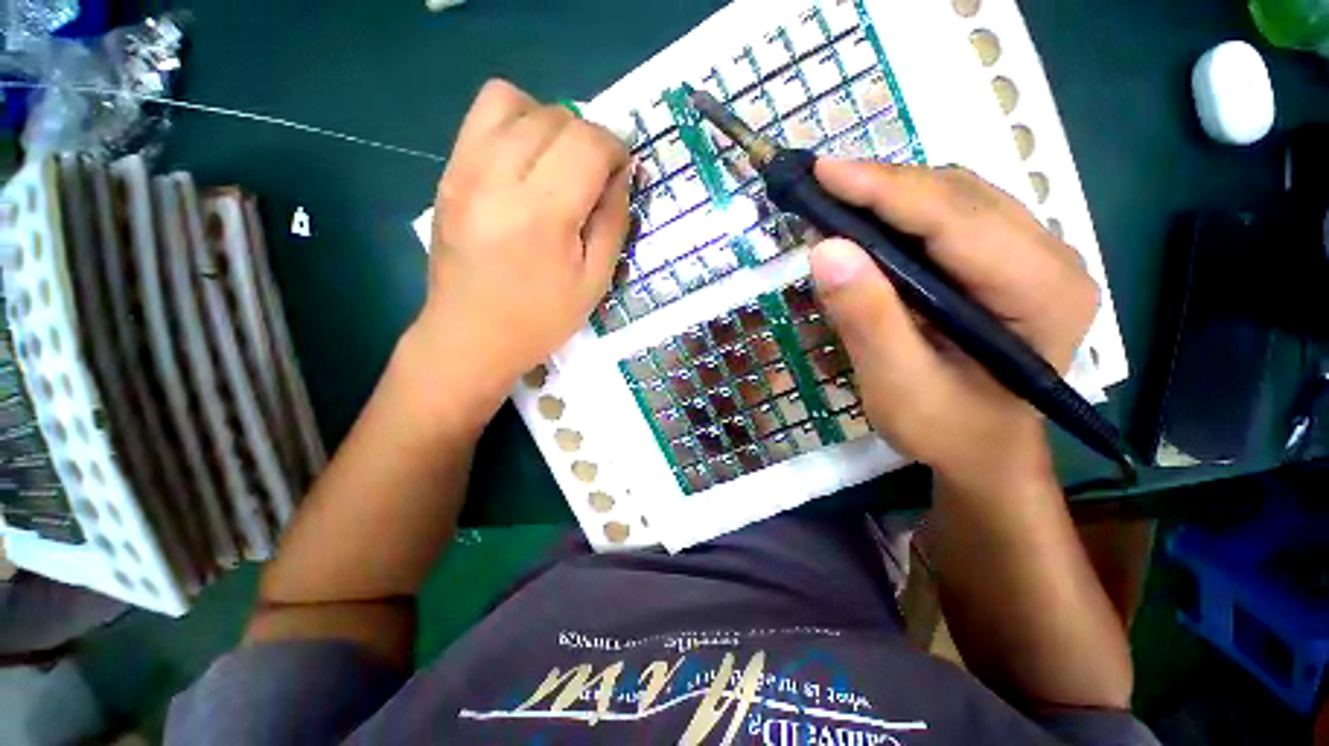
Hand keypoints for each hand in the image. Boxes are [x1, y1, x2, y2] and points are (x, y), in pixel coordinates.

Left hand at [416, 79, 631, 413]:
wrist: (470, 337)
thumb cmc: (540, 319)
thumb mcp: (594, 281)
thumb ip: (613, 222)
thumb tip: (622, 176)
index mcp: (543, 214)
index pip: (588, 143)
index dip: (616, 149)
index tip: (622, 174)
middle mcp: (498, 177)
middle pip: (554, 116)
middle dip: (588, 138)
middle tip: (594, 176)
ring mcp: (464, 170)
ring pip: (513, 101)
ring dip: (550, 123)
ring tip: (559, 163)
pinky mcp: (447, 172)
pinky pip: (482, 116)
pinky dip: (515, 124)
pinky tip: (526, 164)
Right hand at [809, 160, 1097, 489]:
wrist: (984, 451)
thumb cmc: (946, 430)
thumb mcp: (898, 386)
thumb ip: (867, 319)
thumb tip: (825, 249)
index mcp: (1041, 293)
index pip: (956, 218)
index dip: (885, 189)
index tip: (822, 173)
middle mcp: (1051, 258)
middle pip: (960, 196)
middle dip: (884, 186)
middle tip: (819, 190)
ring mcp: (1034, 255)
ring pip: (957, 197)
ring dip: (892, 195)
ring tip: (837, 204)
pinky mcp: (1008, 261)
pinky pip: (954, 216)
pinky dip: (904, 213)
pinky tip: (870, 226)